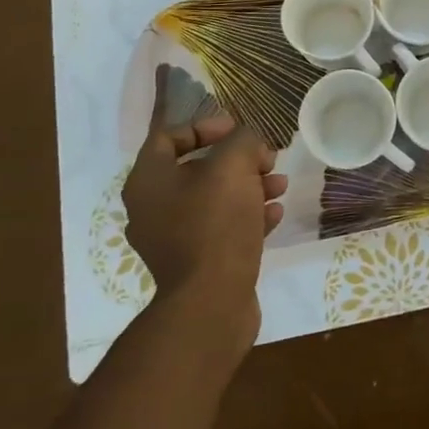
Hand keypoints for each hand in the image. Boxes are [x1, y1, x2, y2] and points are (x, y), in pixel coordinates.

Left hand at [122, 113, 285, 351]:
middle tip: (267, 159)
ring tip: (280, 186)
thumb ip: (243, 142)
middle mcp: (153, 209)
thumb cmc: (215, 224)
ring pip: (214, 199)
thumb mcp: (233, 166)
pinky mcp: (196, 264)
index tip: (237, 129)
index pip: (168, 137)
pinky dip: (248, 216)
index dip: (204, 126)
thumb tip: (249, 145)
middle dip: (237, 160)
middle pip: (196, 169)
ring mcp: (172, 240)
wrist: (212, 303)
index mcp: (149, 181)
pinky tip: (275, 214)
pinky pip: (221, 228)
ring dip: (249, 187)